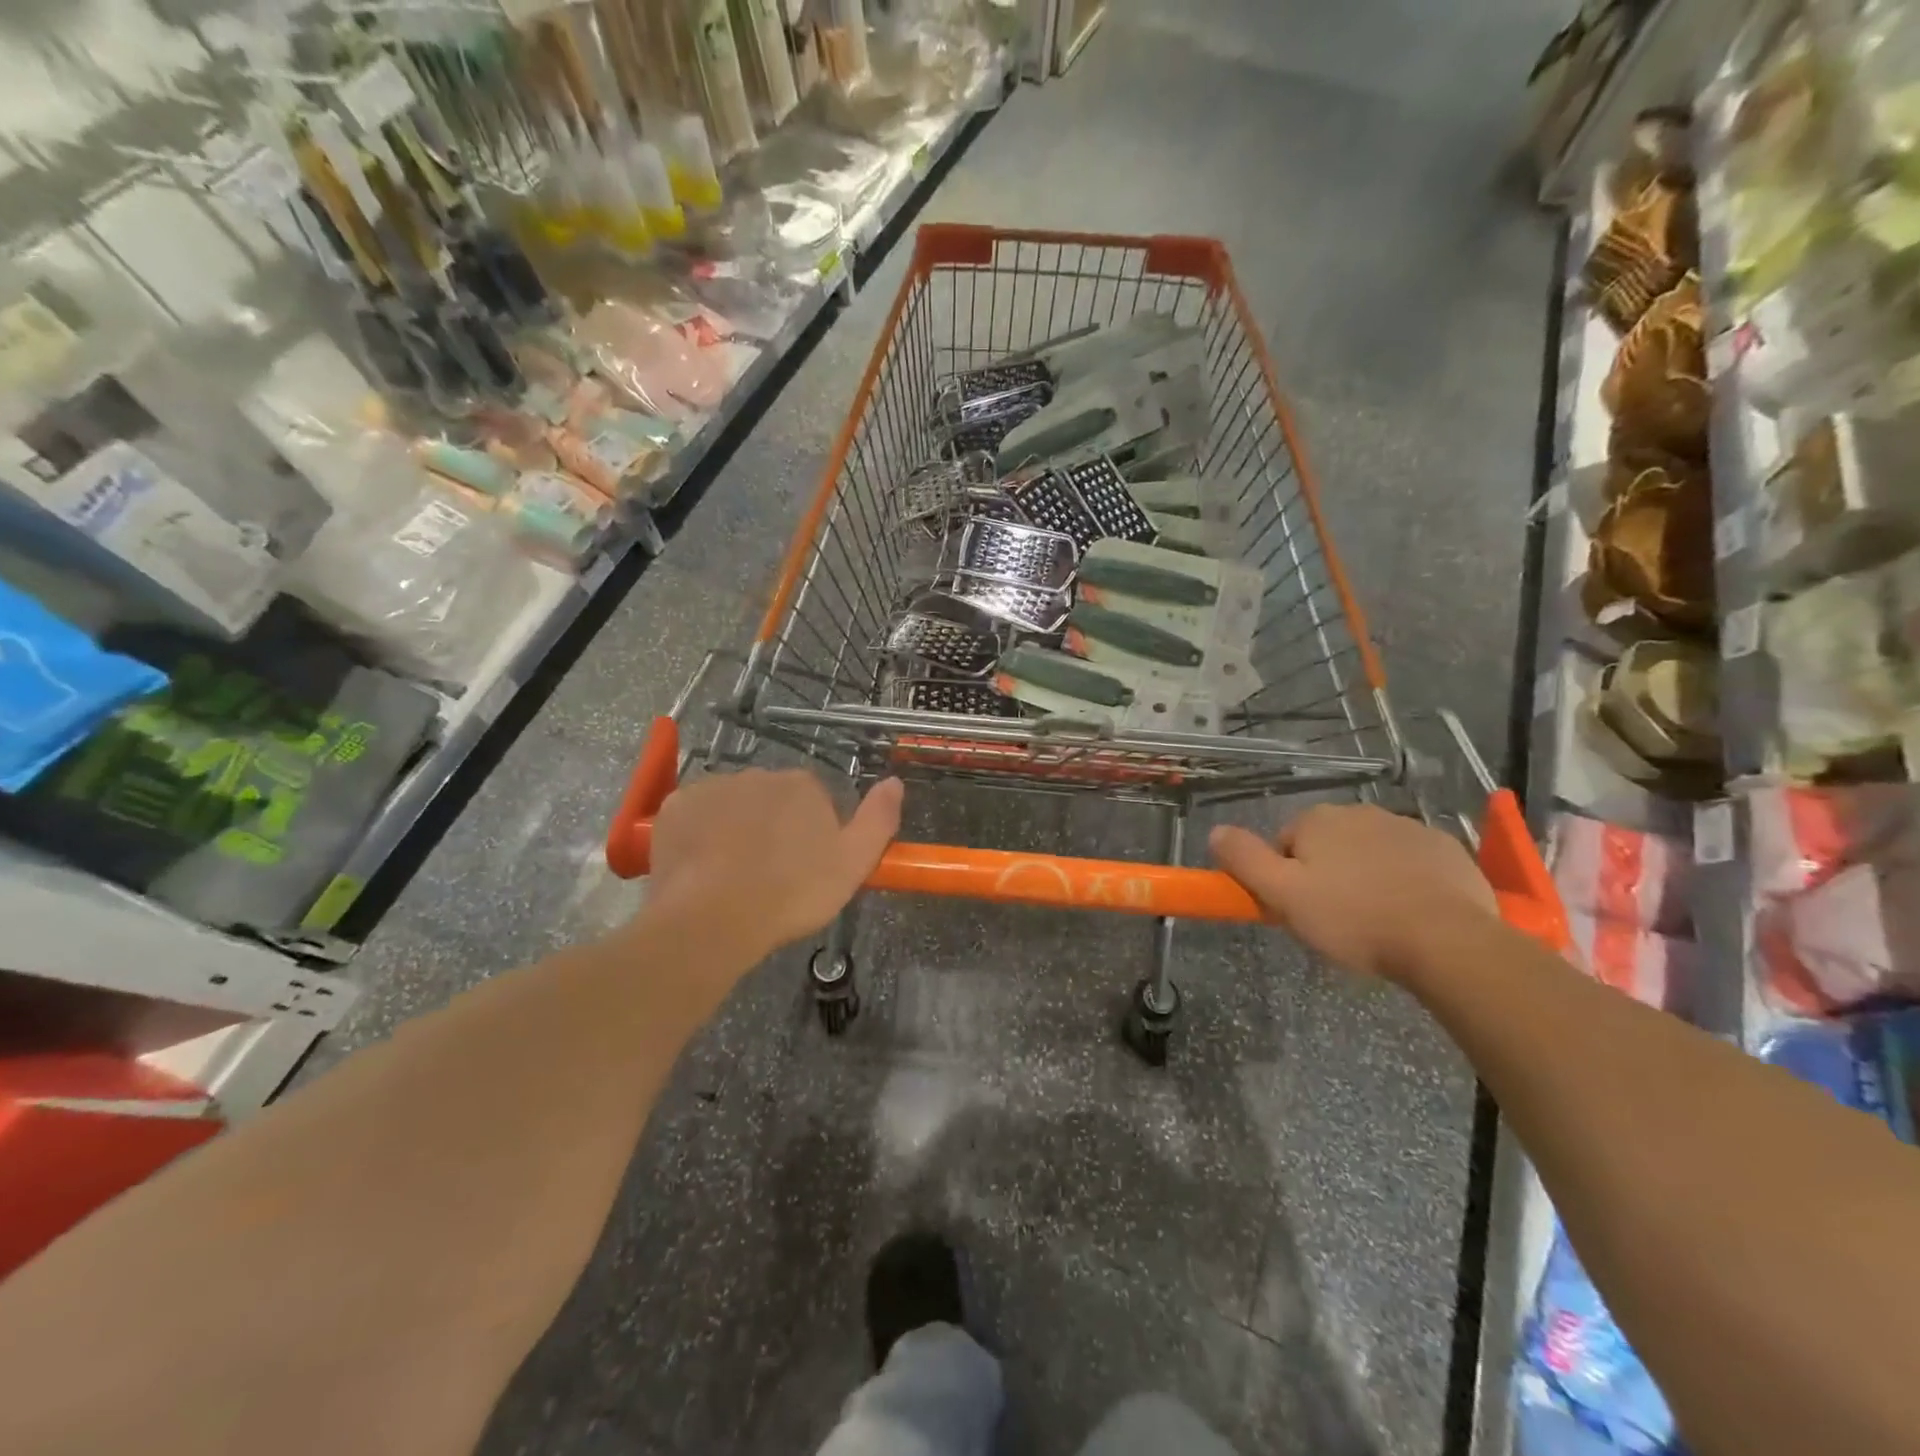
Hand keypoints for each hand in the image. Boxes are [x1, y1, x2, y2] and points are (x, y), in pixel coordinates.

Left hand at [647, 769, 903, 959]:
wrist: (713, 920)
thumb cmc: (792, 894)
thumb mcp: (853, 864)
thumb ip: (879, 819)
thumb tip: (895, 781)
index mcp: (802, 785)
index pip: (814, 799)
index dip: (812, 834)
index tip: (806, 868)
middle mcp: (757, 774)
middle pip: (771, 799)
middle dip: (773, 827)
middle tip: (771, 874)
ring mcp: (711, 787)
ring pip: (732, 804)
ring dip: (736, 827)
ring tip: (734, 876)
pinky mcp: (674, 807)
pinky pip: (695, 814)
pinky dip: (700, 833)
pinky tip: (703, 867)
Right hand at [1209, 803, 1496, 979]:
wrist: (1448, 941)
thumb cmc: (1353, 919)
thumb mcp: (1283, 895)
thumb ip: (1244, 860)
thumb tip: (1215, 831)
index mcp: (1318, 820)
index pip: (1285, 844)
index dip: (1287, 878)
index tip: (1301, 910)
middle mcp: (1360, 812)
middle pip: (1328, 845)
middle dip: (1327, 875)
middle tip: (1335, 919)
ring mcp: (1408, 827)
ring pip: (1370, 853)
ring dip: (1366, 877)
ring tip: (1376, 921)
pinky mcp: (1446, 849)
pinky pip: (1411, 862)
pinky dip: (1406, 881)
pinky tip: (1411, 914)